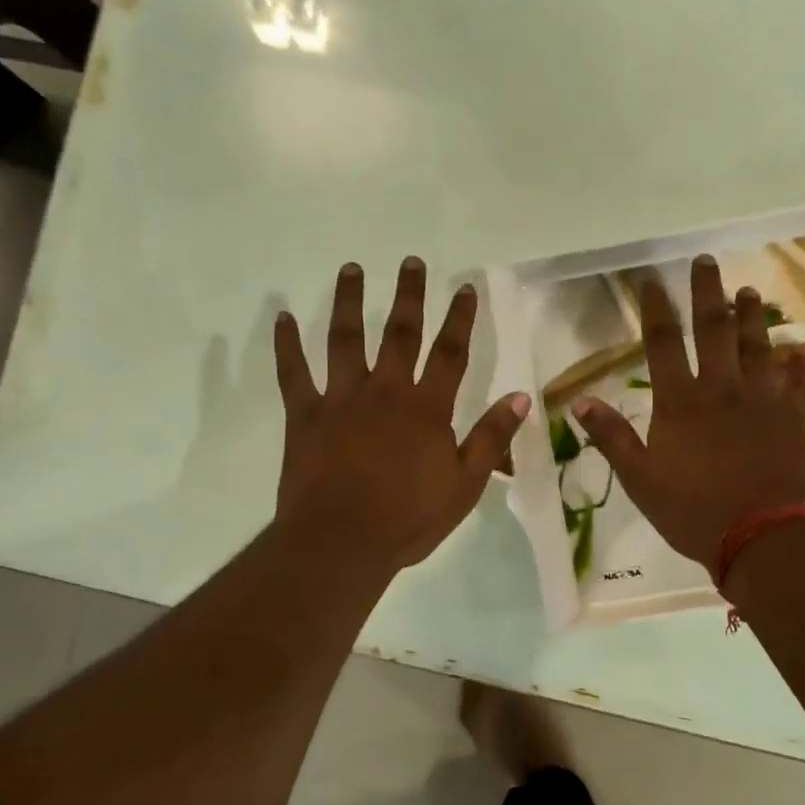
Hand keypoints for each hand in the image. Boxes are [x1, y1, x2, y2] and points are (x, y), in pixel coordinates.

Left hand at [274, 257, 530, 572]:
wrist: (342, 543)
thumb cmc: (408, 519)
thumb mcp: (465, 485)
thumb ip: (492, 438)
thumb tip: (521, 396)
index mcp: (426, 409)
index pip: (449, 354)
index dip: (459, 319)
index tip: (463, 287)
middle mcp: (385, 392)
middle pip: (399, 334)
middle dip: (407, 296)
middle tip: (410, 261)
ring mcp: (340, 400)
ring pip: (345, 340)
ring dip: (348, 302)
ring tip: (351, 268)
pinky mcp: (304, 416)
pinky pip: (294, 374)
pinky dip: (287, 345)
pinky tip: (283, 318)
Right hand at [573, 255, 804, 568]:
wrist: (765, 537)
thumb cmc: (694, 512)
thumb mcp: (640, 480)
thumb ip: (612, 438)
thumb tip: (579, 401)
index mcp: (680, 403)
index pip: (662, 345)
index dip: (655, 310)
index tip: (651, 282)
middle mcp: (721, 389)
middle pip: (714, 330)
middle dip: (707, 293)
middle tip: (705, 261)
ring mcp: (762, 400)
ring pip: (757, 345)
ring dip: (751, 316)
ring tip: (748, 292)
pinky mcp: (793, 416)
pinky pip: (793, 379)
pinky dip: (792, 360)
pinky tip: (792, 349)